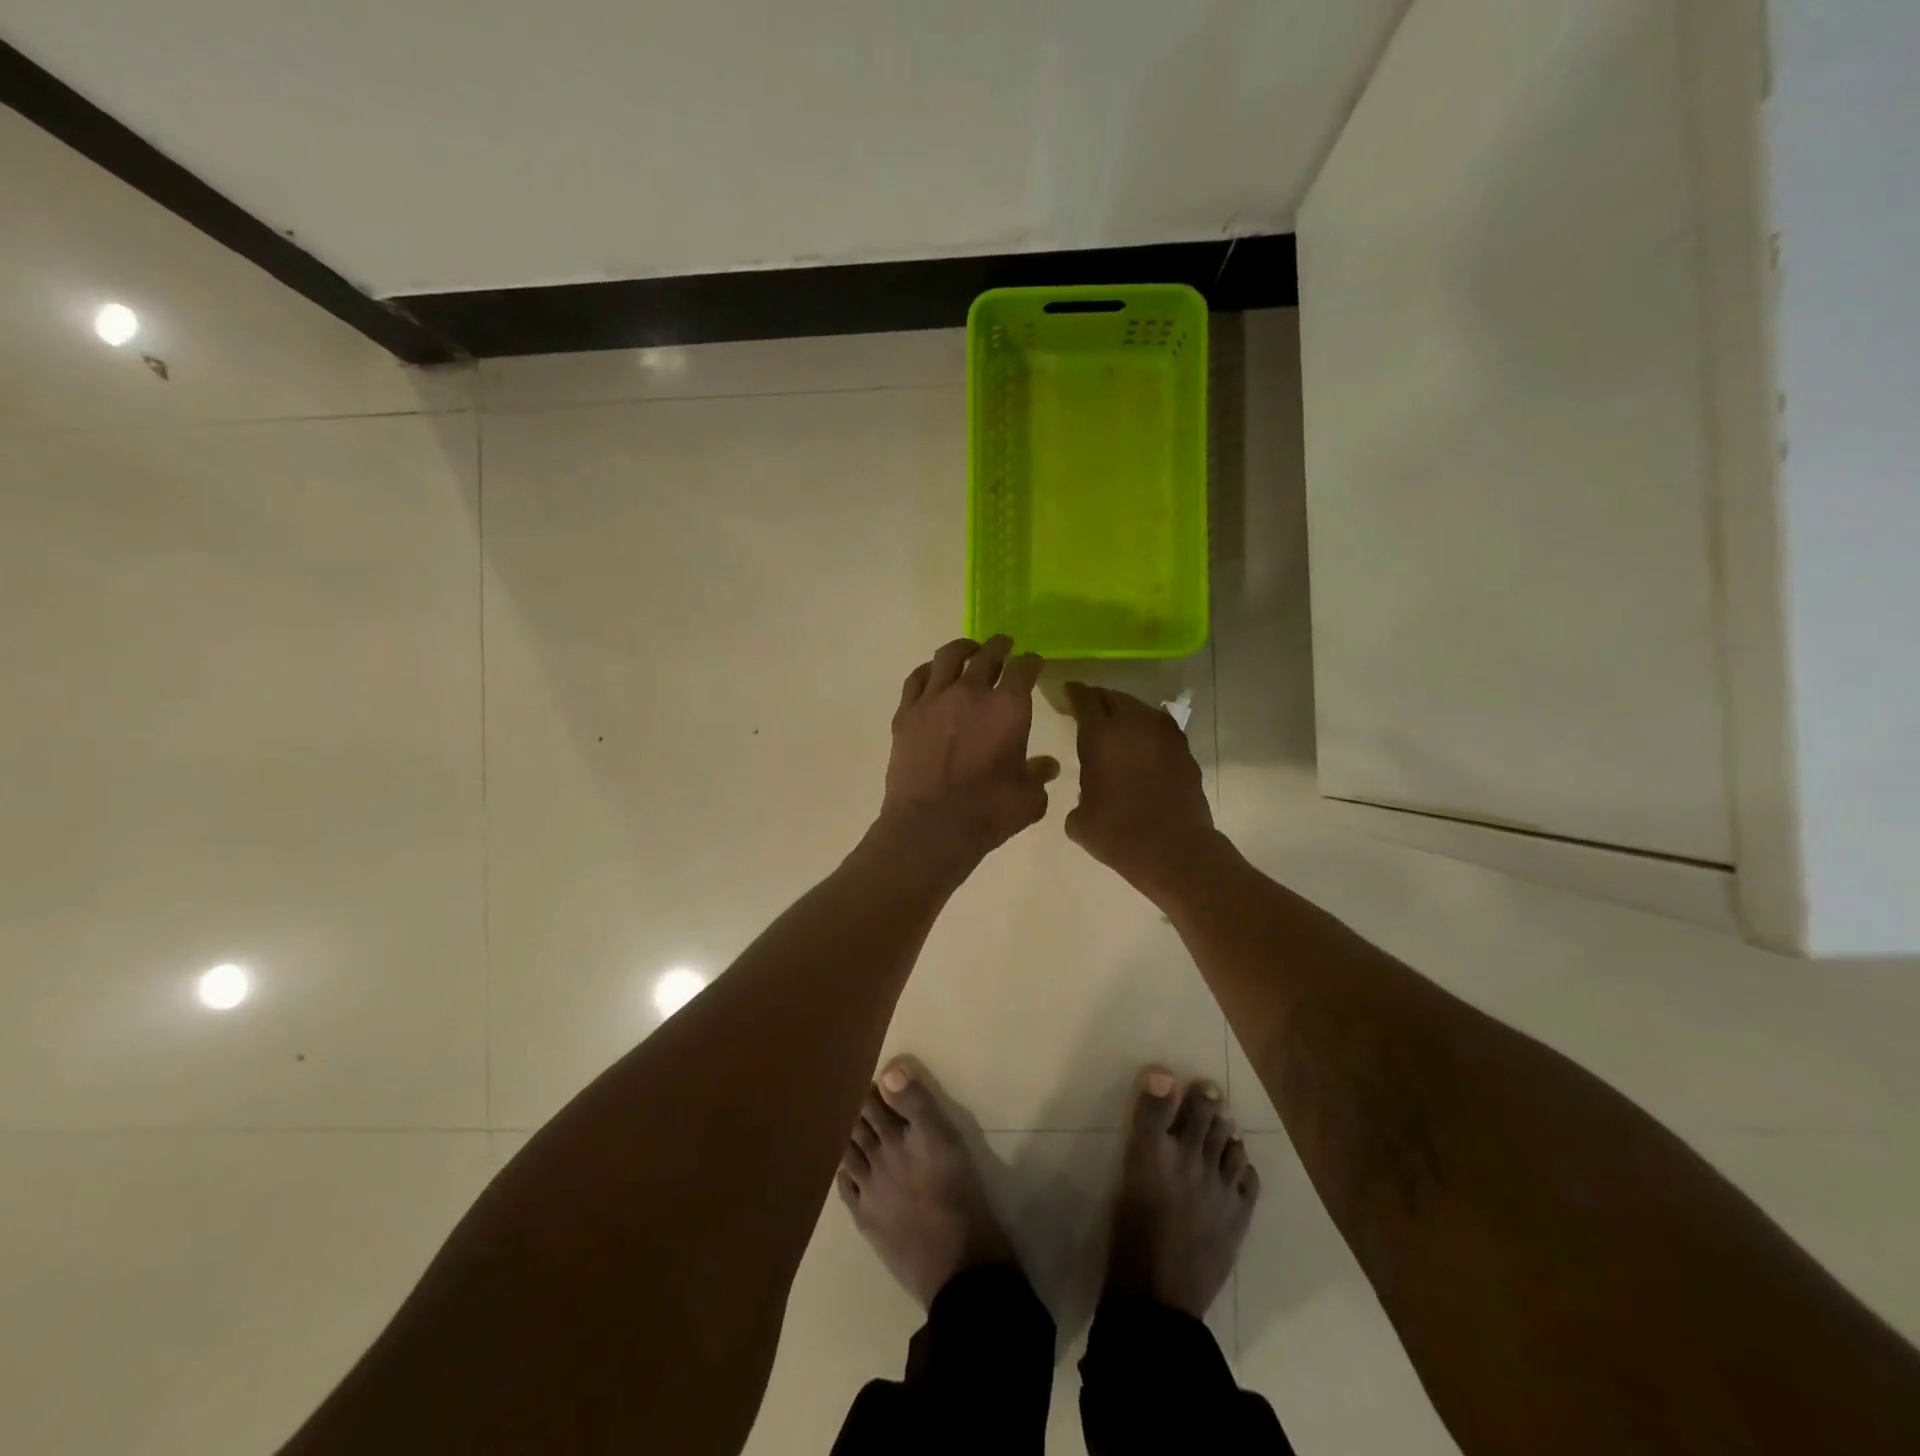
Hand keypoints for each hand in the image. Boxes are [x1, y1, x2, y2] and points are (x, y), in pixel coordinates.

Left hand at [878, 636, 1059, 867]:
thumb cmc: (988, 812)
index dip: (1032, 662)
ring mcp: (934, 699)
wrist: (930, 827)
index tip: (1034, 663)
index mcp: (1008, 706)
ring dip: (963, 648)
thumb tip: (1047, 766)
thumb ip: (1039, 775)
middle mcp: (971, 692)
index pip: (1024, 668)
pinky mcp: (906, 713)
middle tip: (1005, 645)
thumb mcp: (1028, 798)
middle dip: (1000, 646)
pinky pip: (917, 678)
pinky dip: (929, 670)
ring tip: (969, 650)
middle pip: (988, 654)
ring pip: (948, 656)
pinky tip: (932, 674)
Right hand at [1064, 682, 1218, 897]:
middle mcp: (1133, 724)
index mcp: (1100, 734)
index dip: (1073, 693)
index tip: (1066, 693)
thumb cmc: (1117, 834)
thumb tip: (1086, 798)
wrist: (1174, 849)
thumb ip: (1079, 796)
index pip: (1083, 698)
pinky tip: (1142, 748)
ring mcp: (1164, 735)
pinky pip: (1160, 729)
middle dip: (1098, 700)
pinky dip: (1147, 733)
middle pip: (1113, 697)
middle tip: (1088, 710)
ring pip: (1140, 709)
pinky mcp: (1184, 750)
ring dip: (1126, 714)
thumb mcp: (1079, 819)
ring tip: (1117, 728)